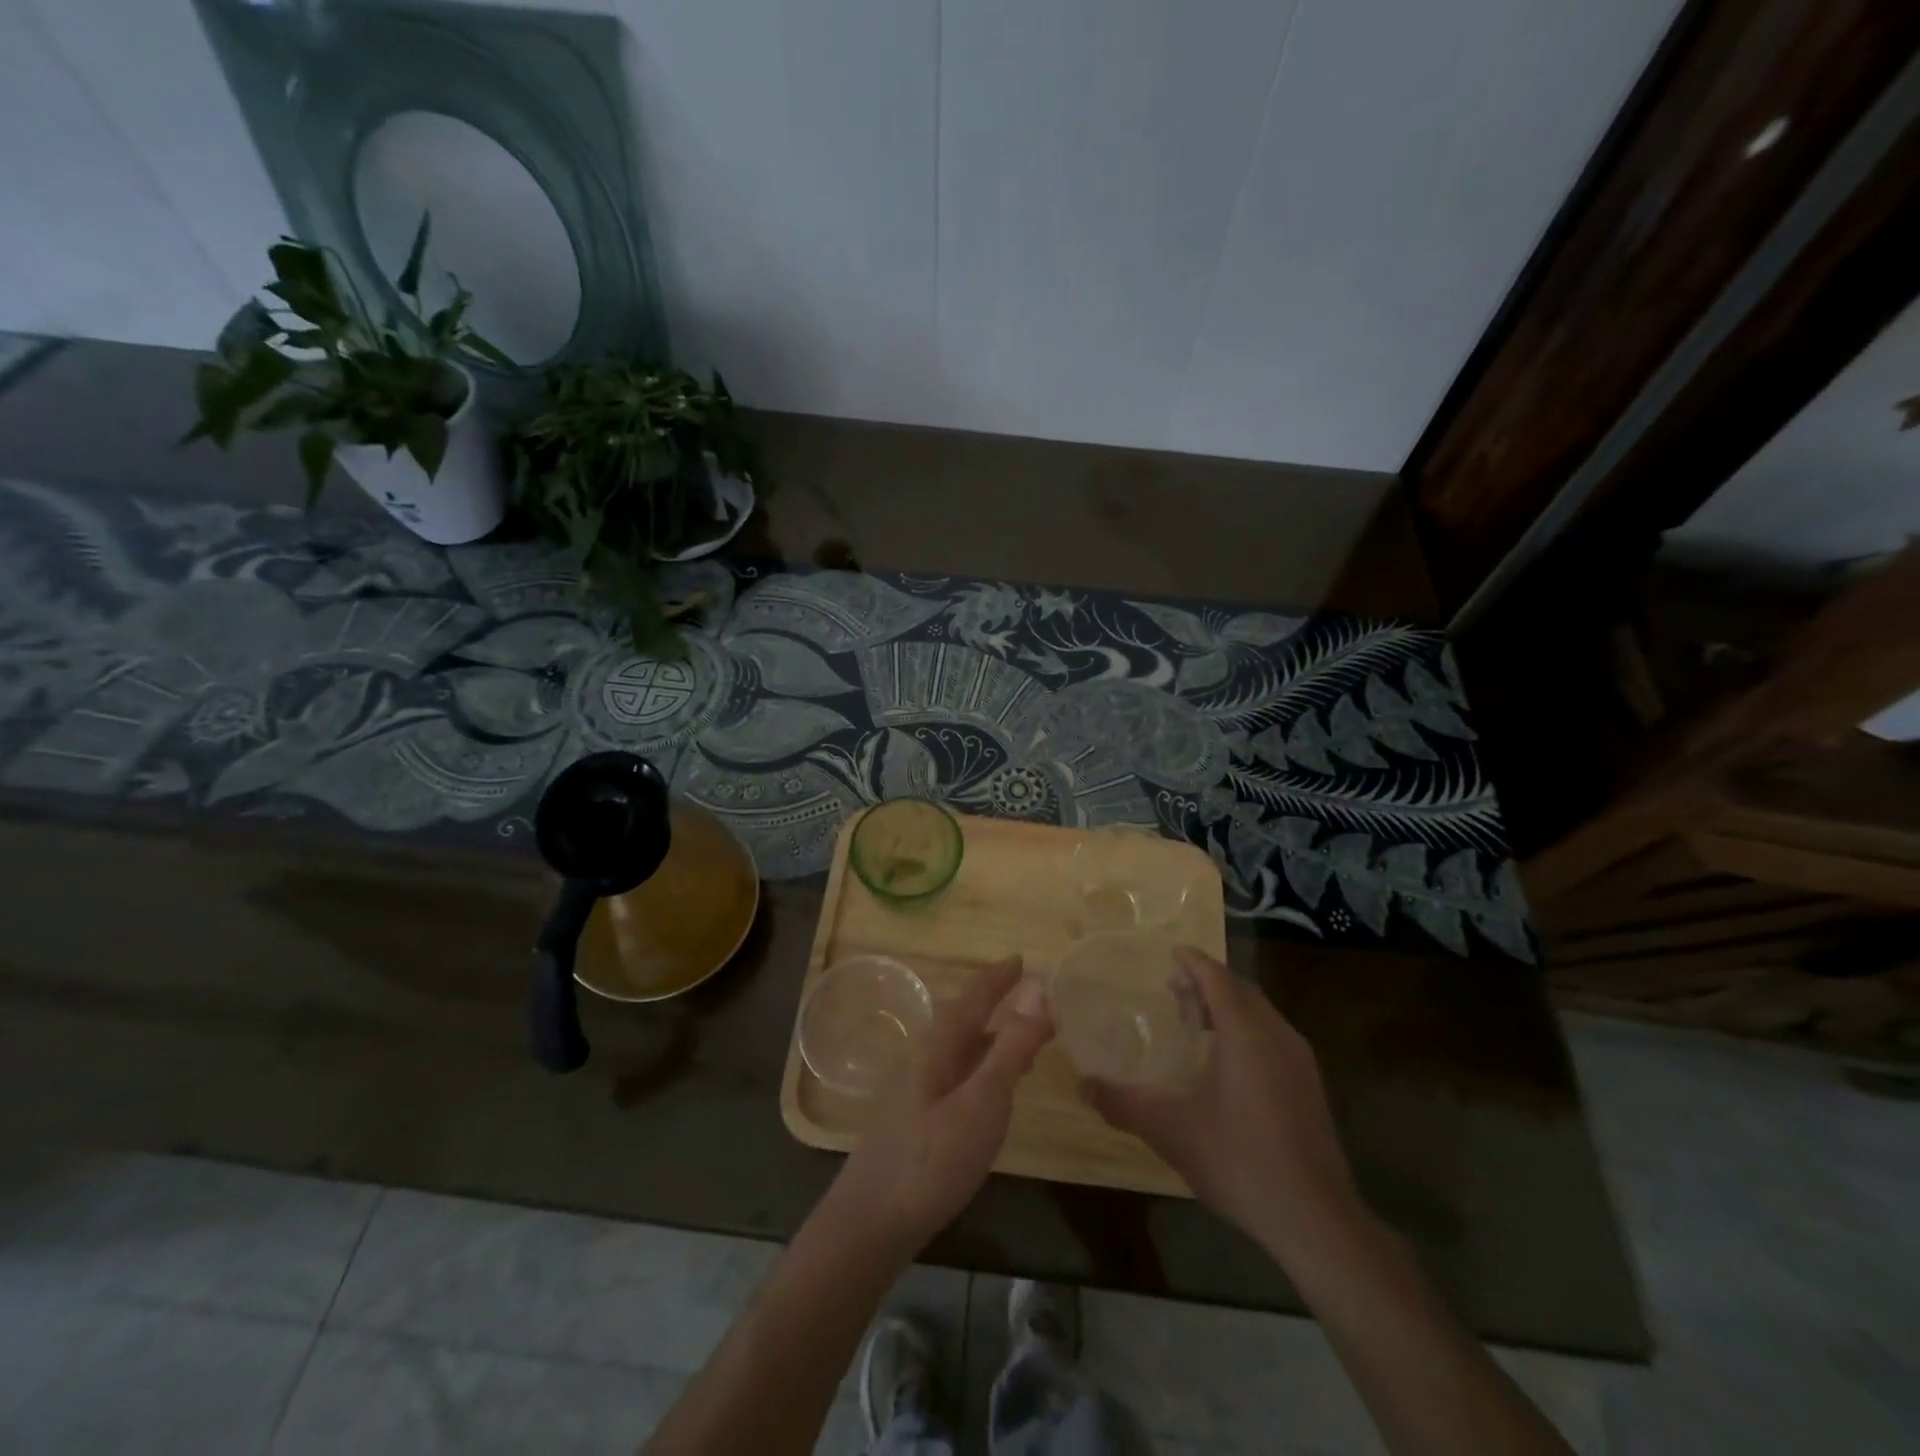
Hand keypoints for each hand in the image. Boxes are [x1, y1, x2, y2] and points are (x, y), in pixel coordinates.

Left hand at [823, 957, 1052, 1259]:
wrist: (871, 1221)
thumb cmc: (932, 1159)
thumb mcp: (983, 1102)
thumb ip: (1012, 1048)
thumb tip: (1038, 991)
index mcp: (938, 1045)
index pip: (973, 997)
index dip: (998, 977)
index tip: (1021, 959)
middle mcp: (923, 1056)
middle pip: (965, 1019)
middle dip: (998, 1005)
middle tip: (1035, 1002)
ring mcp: (915, 1088)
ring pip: (961, 1048)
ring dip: (993, 1039)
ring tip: (1027, 1045)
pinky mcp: (915, 1116)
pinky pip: (956, 1074)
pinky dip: (982, 1068)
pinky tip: (993, 1092)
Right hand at [1085, 947, 1356, 1262]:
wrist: (1316, 1220)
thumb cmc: (1239, 1160)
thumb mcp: (1170, 1130)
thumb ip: (1124, 1103)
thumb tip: (1084, 1084)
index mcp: (1246, 1033)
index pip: (1217, 978)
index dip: (1194, 962)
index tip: (1171, 952)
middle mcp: (1277, 1036)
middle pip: (1241, 991)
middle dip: (1208, 982)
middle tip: (1174, 989)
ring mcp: (1300, 1062)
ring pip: (1260, 1015)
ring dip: (1228, 1007)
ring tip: (1196, 1021)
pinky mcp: (1309, 1088)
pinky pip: (1272, 1037)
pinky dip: (1246, 1030)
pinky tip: (1226, 1063)